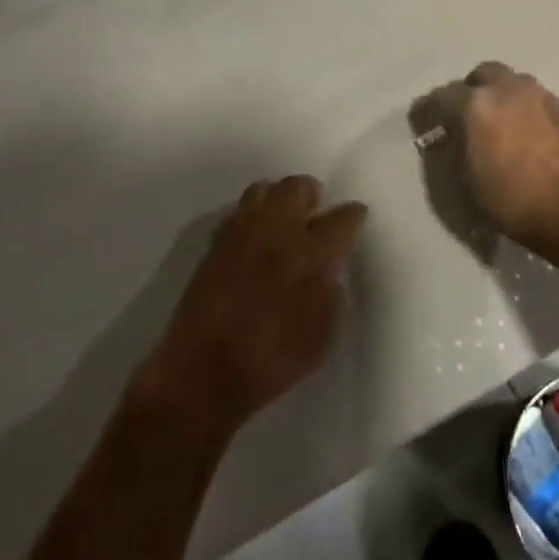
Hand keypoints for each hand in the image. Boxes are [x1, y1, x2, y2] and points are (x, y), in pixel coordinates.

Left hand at [141, 176, 366, 433]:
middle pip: (298, 187)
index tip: (355, 219)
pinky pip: (240, 211)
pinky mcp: (216, 242)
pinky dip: (253, 216)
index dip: (353, 216)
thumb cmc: (273, 360)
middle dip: (312, 196)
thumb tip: (329, 267)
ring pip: (265, 189)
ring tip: (283, 221)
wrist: (203, 373)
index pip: (343, 218)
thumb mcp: (324, 334)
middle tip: (315, 215)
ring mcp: (243, 232)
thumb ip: (333, 290)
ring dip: (279, 199)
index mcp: (312, 252)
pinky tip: (256, 238)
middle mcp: (278, 230)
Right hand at [437, 62, 558, 257]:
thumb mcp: (467, 180)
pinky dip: (525, 110)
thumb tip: (452, 136)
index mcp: (476, 103)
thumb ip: (455, 149)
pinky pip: (536, 100)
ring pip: (513, 83)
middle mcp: (508, 89)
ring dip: (501, 97)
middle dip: (470, 90)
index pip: (442, 96)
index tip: (424, 123)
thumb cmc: (512, 199)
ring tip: (500, 125)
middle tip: (467, 116)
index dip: (429, 110)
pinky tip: (528, 136)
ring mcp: (541, 95)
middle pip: (482, 74)